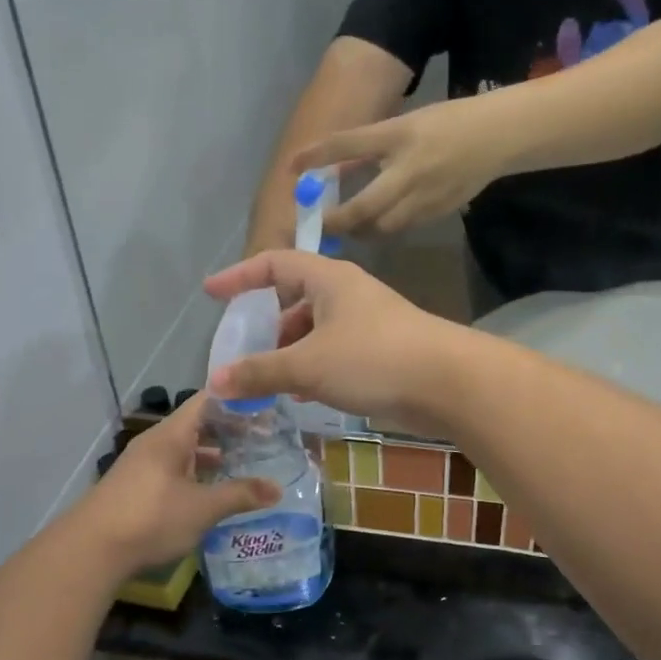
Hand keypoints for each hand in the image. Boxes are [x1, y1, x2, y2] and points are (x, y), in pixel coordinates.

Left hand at [76, 395, 278, 571]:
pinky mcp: (137, 486)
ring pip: (185, 449)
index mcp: (171, 435)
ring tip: (244, 463)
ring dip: (212, 454)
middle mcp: (156, 442)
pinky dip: (196, 473)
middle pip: (197, 424)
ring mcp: (143, 464)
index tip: (266, 406)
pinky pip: (174, 468)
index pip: (208, 400)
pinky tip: (212, 491)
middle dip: (230, 430)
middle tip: (264, 438)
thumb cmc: (150, 518)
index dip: (237, 399)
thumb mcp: (202, 508)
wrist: (90, 551)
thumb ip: (240, 495)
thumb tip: (277, 489)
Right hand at [204, 252, 466, 436]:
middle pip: (295, 300)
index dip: (239, 276)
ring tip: (270, 381)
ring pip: (315, 331)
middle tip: (245, 353)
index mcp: (328, 279)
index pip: (274, 264)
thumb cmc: (374, 358)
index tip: (211, 293)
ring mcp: (367, 323)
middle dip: (267, 326)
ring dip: (290, 352)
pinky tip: (304, 395)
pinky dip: (314, 368)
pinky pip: (335, 353)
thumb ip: (260, 372)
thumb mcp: (308, 364)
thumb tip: (216, 382)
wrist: (449, 382)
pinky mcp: (381, 352)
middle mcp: (347, 294)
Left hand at [295, 99, 506, 235]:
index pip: (348, 144)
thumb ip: (369, 147)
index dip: (317, 156)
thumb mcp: (403, 126)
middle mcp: (409, 169)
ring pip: (383, 226)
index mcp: (399, 136)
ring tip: (348, 227)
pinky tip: (378, 223)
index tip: (293, 168)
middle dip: (338, 221)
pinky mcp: (439, 212)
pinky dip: (385, 228)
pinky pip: (403, 227)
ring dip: (361, 229)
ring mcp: (426, 196)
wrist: (497, 137)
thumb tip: (333, 169)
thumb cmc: (447, 123)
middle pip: (363, 208)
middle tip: (321, 224)